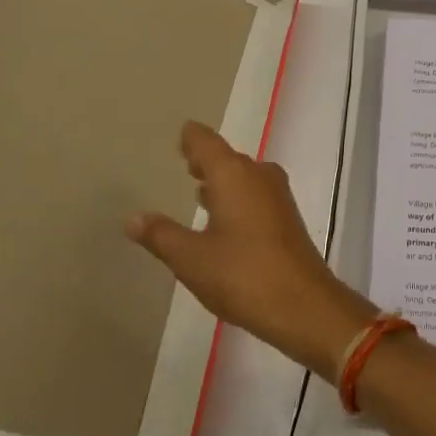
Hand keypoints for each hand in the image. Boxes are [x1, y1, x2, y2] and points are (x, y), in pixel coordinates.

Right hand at [127, 122, 375, 376]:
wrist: (302, 303)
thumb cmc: (241, 274)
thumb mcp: (191, 258)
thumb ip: (161, 235)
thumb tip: (133, 217)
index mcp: (233, 174)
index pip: (207, 143)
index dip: (192, 138)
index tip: (181, 132)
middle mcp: (258, 175)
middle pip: (227, 158)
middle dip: (206, 159)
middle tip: (184, 159)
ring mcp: (277, 195)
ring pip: (243, 176)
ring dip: (222, 179)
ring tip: (199, 186)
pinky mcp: (286, 217)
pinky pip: (255, 193)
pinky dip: (236, 195)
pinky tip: (223, 215)